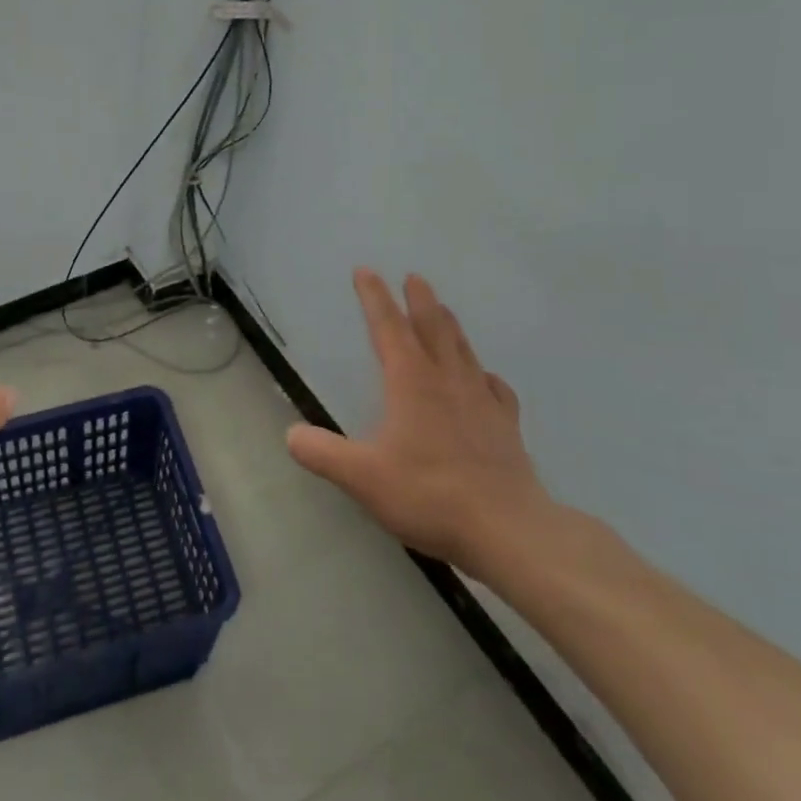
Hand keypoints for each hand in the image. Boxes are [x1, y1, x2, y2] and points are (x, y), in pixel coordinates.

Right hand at [286, 268, 551, 572]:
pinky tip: (484, 378)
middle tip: (414, 277)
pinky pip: (494, 388)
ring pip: (463, 350)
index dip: (374, 297)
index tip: (366, 271)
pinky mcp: (505, 426)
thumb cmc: (430, 494)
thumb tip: (292, 434)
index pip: (388, 327)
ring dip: (450, 325)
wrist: (509, 530)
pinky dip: (484, 374)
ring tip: (444, 310)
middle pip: (433, 327)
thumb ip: (322, 453)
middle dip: (420, 300)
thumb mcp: (362, 477)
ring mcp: (482, 401)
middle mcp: (447, 380)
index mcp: (411, 381)